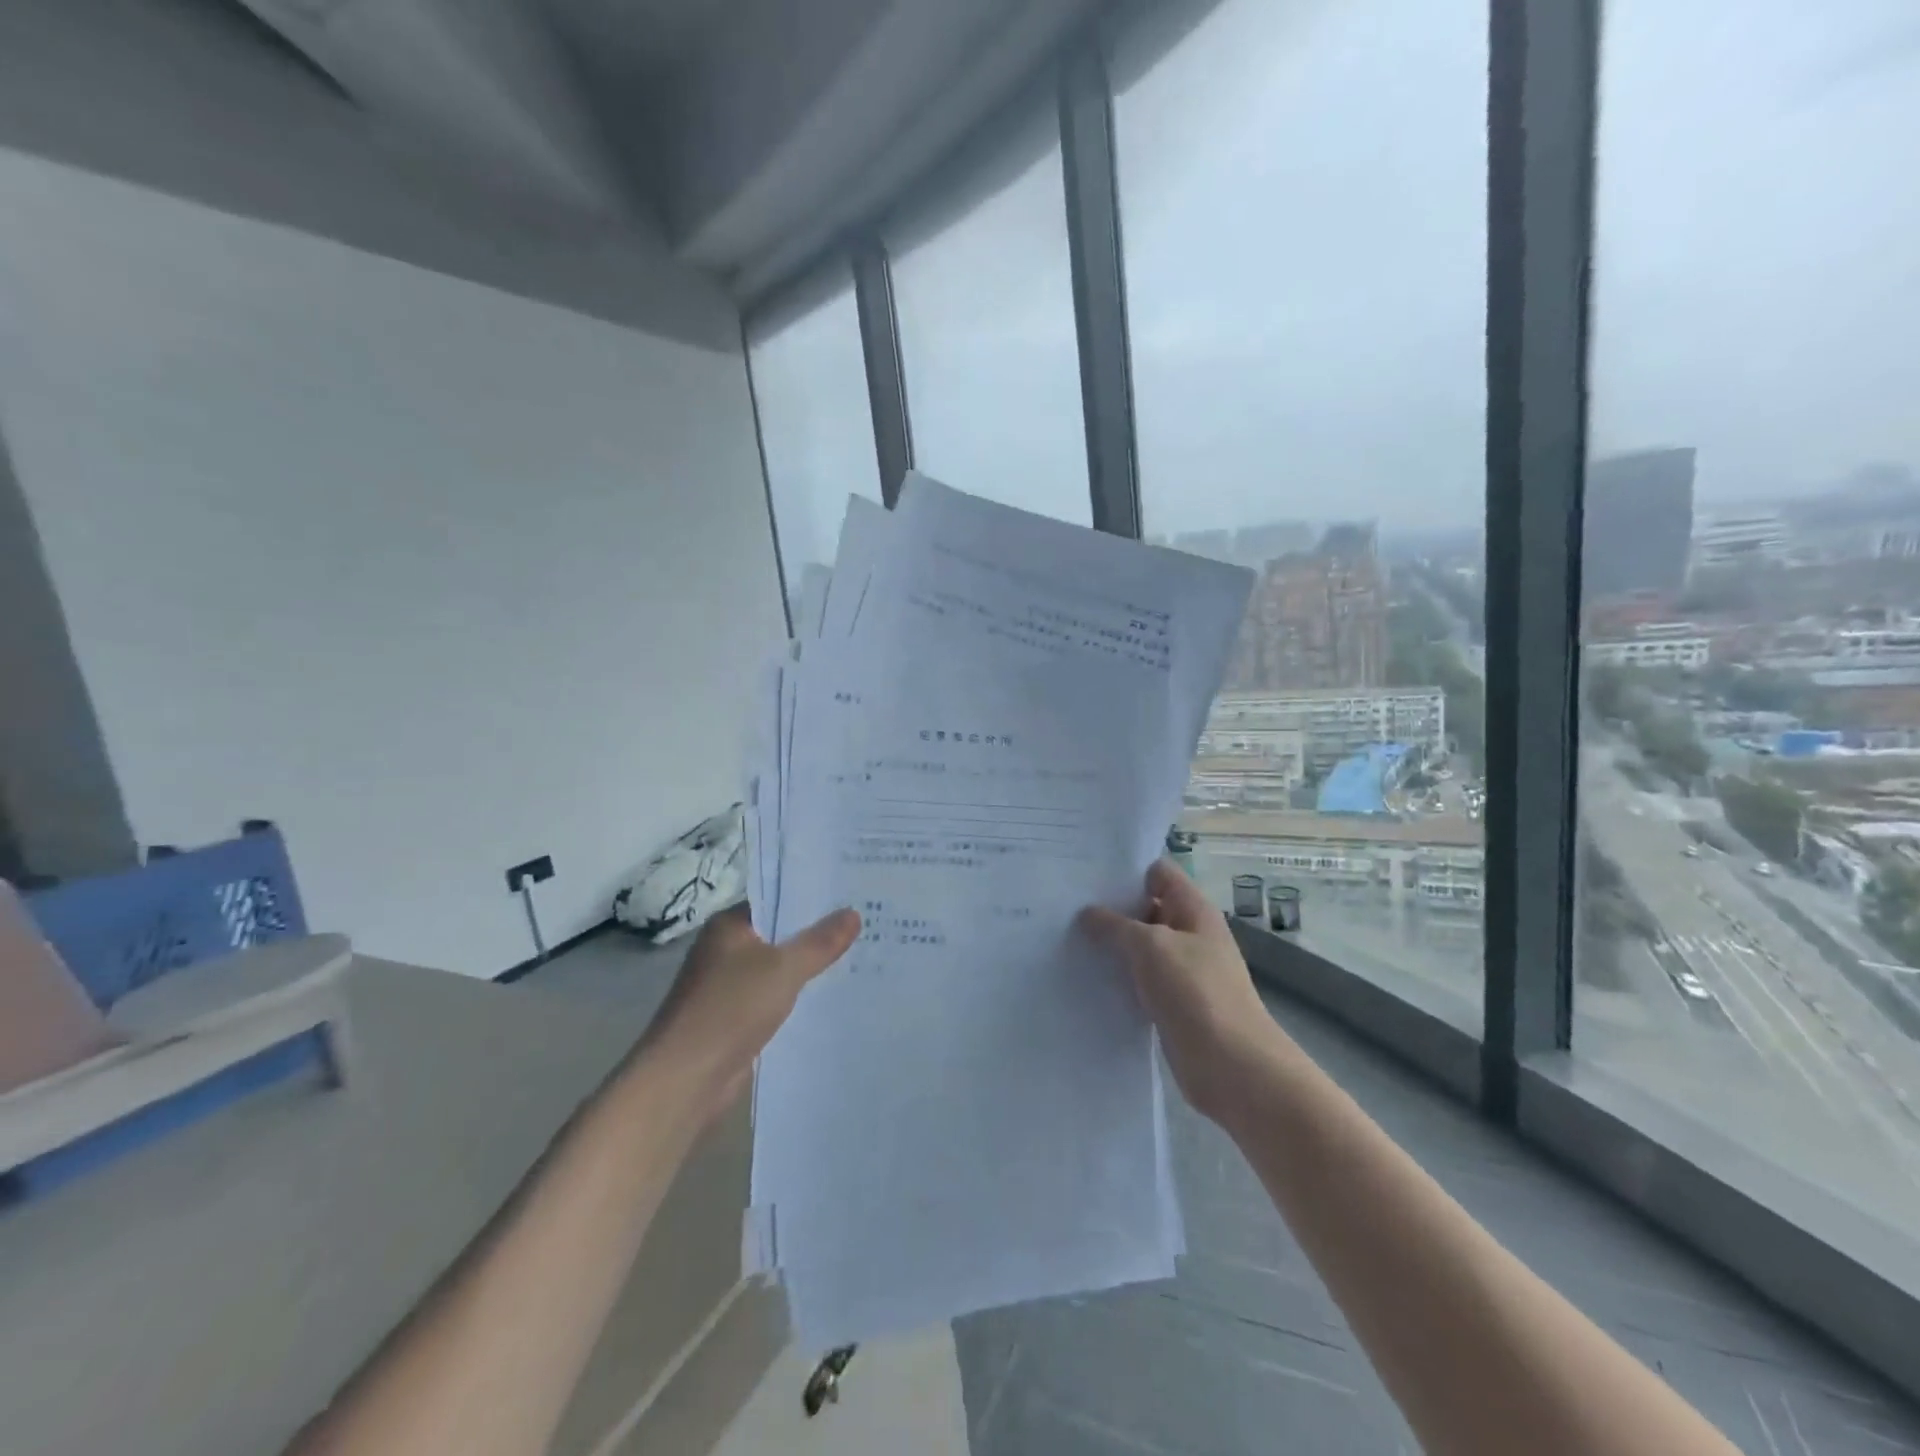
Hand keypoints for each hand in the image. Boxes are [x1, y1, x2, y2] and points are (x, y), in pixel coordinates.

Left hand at [637, 904, 859, 1124]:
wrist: (685, 1079)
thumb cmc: (730, 1008)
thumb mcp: (784, 969)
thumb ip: (820, 942)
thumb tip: (853, 913)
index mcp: (728, 926)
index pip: (775, 901)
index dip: (811, 899)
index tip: (850, 898)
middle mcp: (725, 950)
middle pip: (778, 935)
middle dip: (816, 935)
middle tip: (865, 926)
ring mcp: (728, 986)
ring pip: (778, 969)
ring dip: (808, 968)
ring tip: (858, 958)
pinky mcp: (735, 1019)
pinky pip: (774, 998)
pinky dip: (797, 997)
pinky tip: (830, 998)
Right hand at [1079, 860, 1284, 1124]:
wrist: (1233, 1067)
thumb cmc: (1196, 993)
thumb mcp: (1151, 946)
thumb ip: (1115, 925)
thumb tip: (1087, 913)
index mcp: (1193, 910)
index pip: (1158, 872)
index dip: (1126, 868)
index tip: (1085, 871)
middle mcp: (1189, 934)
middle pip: (1146, 908)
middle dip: (1109, 906)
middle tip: (1064, 904)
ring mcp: (1181, 971)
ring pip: (1139, 946)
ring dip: (1110, 945)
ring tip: (1064, 937)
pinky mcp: (1171, 1003)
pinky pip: (1139, 980)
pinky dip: (1116, 977)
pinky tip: (1084, 976)